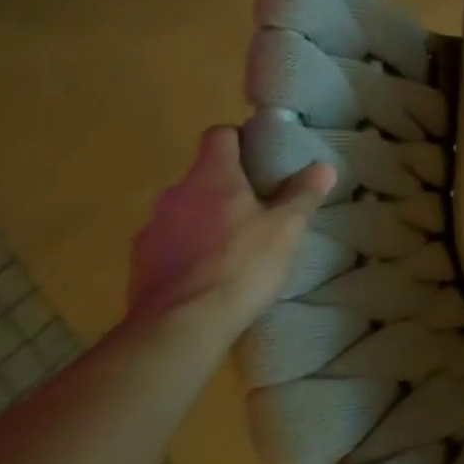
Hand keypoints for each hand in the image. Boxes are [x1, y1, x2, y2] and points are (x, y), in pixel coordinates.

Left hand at [128, 127, 334, 342]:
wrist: (180, 327)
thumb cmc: (242, 265)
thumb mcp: (287, 228)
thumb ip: (303, 194)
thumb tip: (323, 167)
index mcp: (212, 177)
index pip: (220, 135)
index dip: (241, 139)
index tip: (263, 156)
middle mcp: (176, 194)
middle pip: (204, 175)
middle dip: (230, 186)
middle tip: (263, 206)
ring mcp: (153, 230)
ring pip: (186, 210)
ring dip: (208, 219)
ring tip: (237, 244)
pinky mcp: (140, 264)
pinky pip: (171, 243)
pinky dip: (190, 250)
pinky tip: (212, 274)